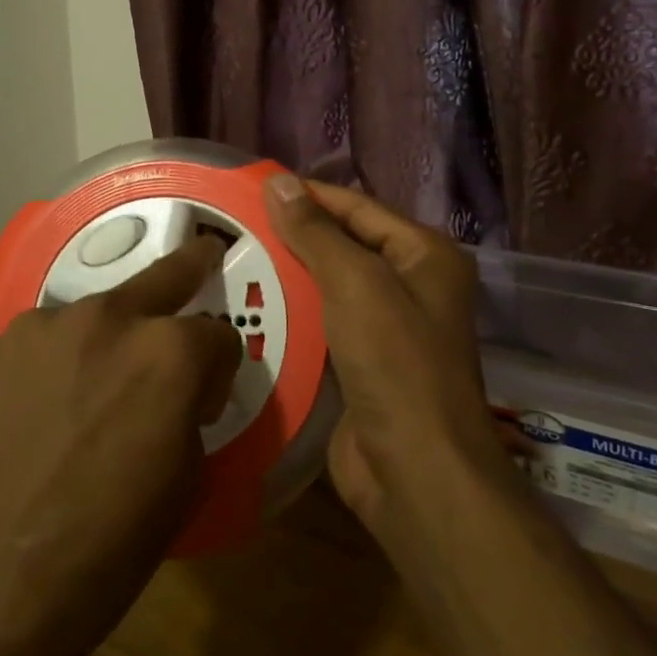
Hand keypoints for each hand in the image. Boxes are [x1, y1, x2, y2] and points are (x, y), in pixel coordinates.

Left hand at [0, 236, 240, 652]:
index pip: (218, 335)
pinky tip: (32, 411)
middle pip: (164, 276)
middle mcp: (106, 317)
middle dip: (192, 267)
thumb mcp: (185, 484)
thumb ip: (191, 411)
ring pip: (93, 314)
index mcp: (168, 351)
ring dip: (104, 339)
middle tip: (203, 254)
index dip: (219, 367)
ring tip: (85, 390)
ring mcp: (41, 326)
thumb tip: (183, 391)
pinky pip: (38, 344)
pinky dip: (49, 364)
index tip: (206, 396)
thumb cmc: (105, 550)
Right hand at [262, 175, 502, 541]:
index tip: (254, 185)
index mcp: (424, 255)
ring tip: (231, 259)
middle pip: (344, 245)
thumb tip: (278, 181)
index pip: (357, 207)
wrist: (416, 474)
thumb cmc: (395, 362)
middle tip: (234, 223)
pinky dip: (292, 314)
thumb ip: (315, 232)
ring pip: (329, 287)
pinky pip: (322, 325)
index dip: (308, 194)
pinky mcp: (363, 365)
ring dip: (288, 276)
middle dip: (294, 236)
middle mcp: (411, 285)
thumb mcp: (354, 283)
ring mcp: (388, 328)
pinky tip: (250, 306)